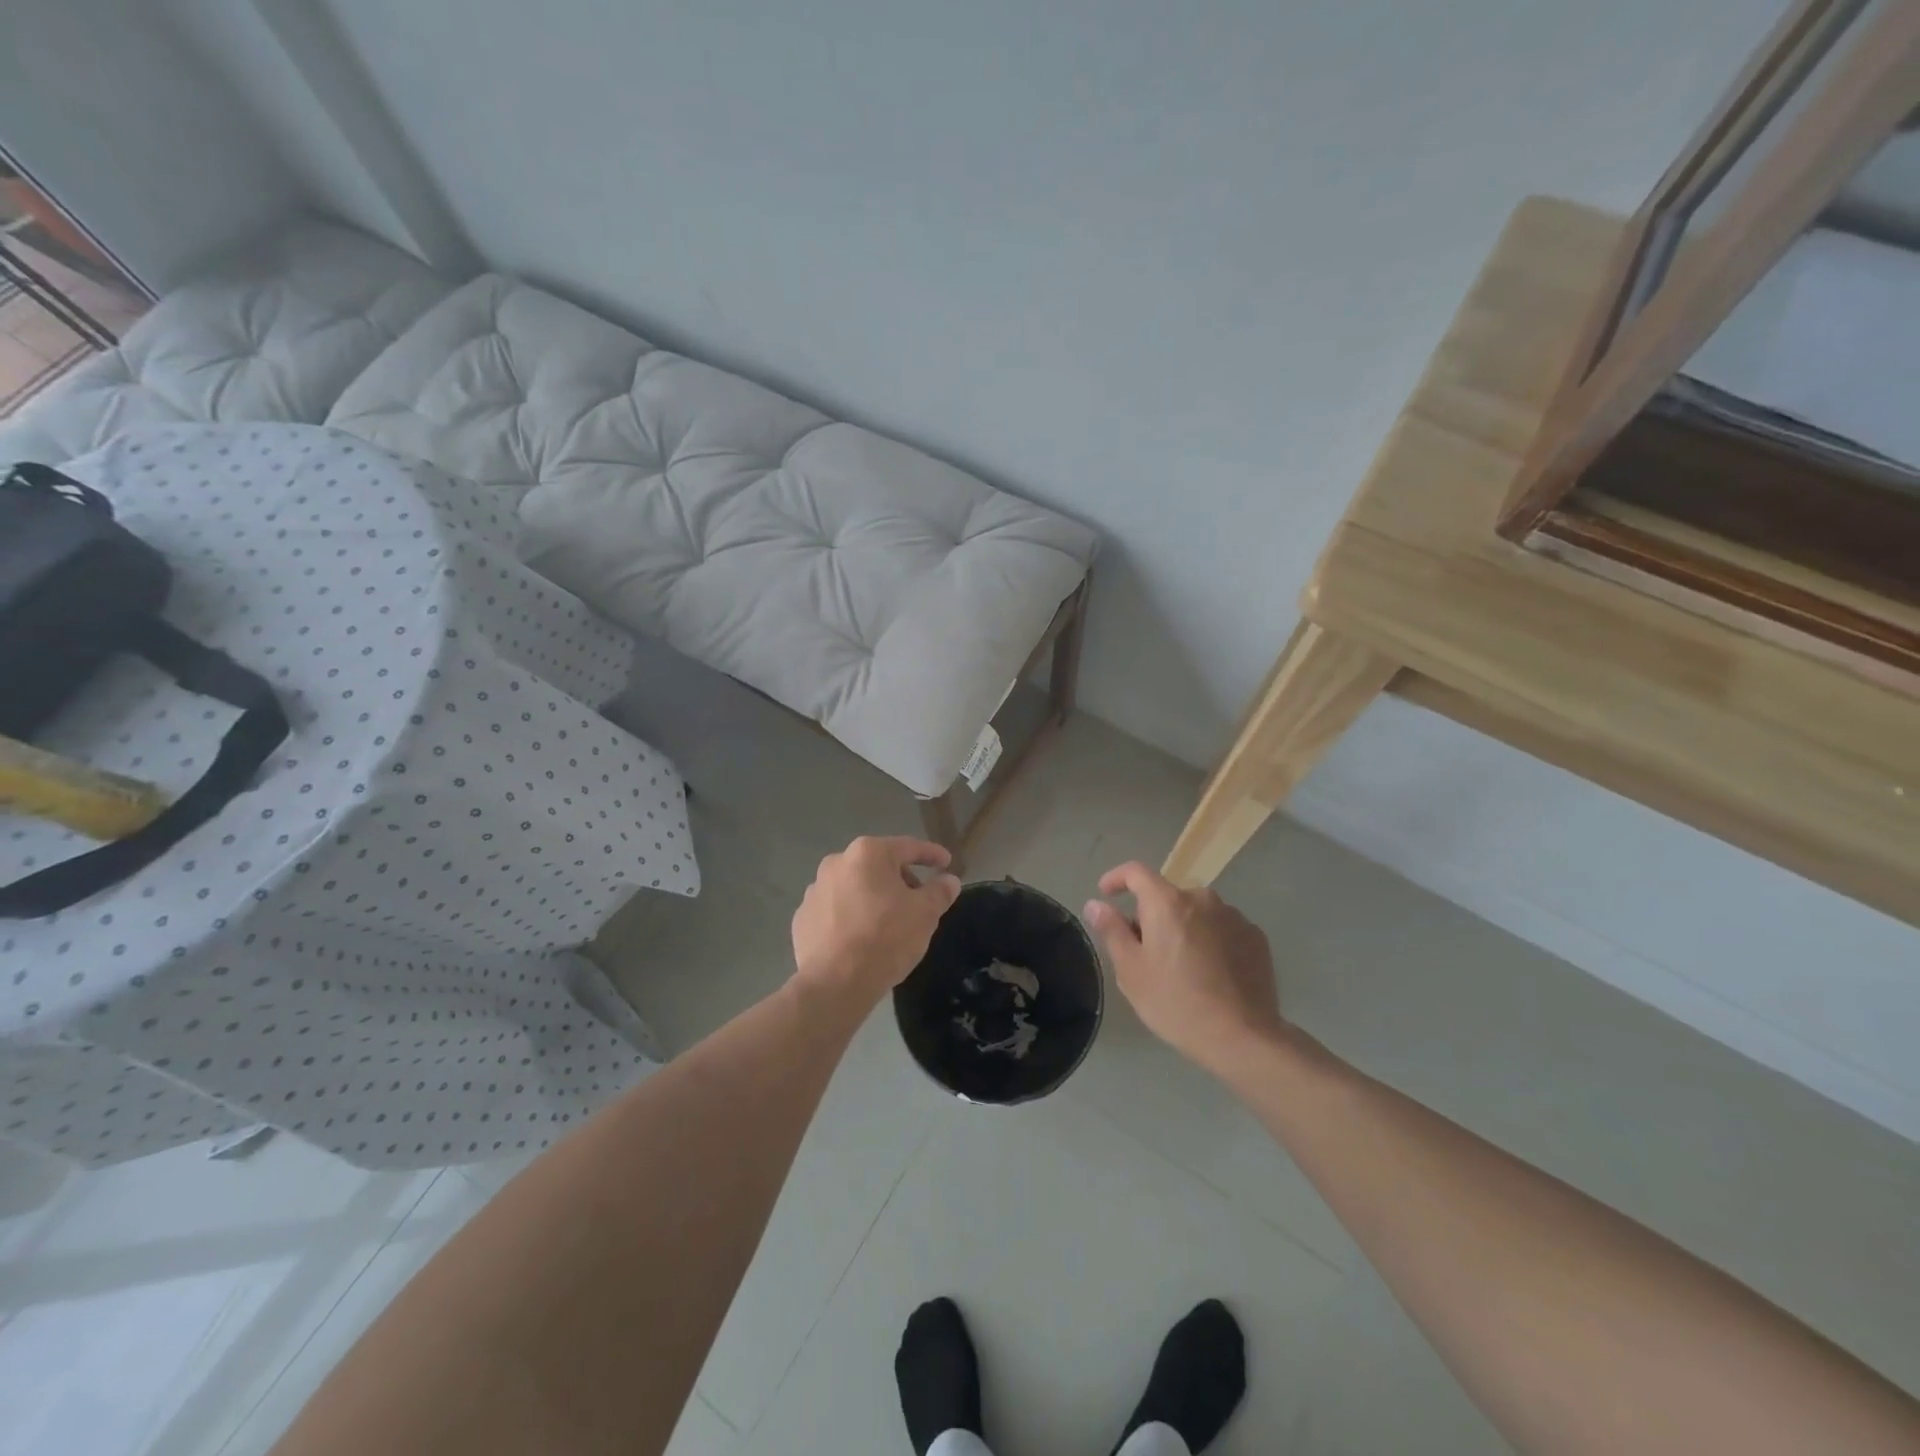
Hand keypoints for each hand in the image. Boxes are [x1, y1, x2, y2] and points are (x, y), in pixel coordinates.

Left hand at [792, 836, 962, 1009]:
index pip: (908, 847)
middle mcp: (837, 863)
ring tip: (889, 924)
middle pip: (879, 865)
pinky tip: (861, 938)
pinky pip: (835, 910)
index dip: (931, 854)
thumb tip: (948, 880)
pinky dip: (851, 916)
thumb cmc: (885, 938)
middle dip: (901, 879)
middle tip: (919, 902)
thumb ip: (940, 891)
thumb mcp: (925, 914)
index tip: (946, 862)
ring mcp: (815, 890)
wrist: (834, 983)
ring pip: (855, 887)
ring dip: (874, 898)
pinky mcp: (802, 918)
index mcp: (868, 853)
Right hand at [1084, 862, 1284, 1074]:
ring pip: (1196, 913)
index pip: (1136, 872)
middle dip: (1151, 916)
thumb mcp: (1131, 971)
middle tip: (1145, 952)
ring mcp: (1234, 917)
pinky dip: (1210, 941)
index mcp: (1168, 903)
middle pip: (1167, 897)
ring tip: (1181, 967)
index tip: (1106, 894)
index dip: (1117, 878)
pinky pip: (1222, 929)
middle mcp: (1203, 899)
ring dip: (1183, 928)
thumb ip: (1111, 930)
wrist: (1243, 1038)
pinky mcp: (1255, 937)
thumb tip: (1096, 904)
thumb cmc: (1176, 1003)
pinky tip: (1210, 974)